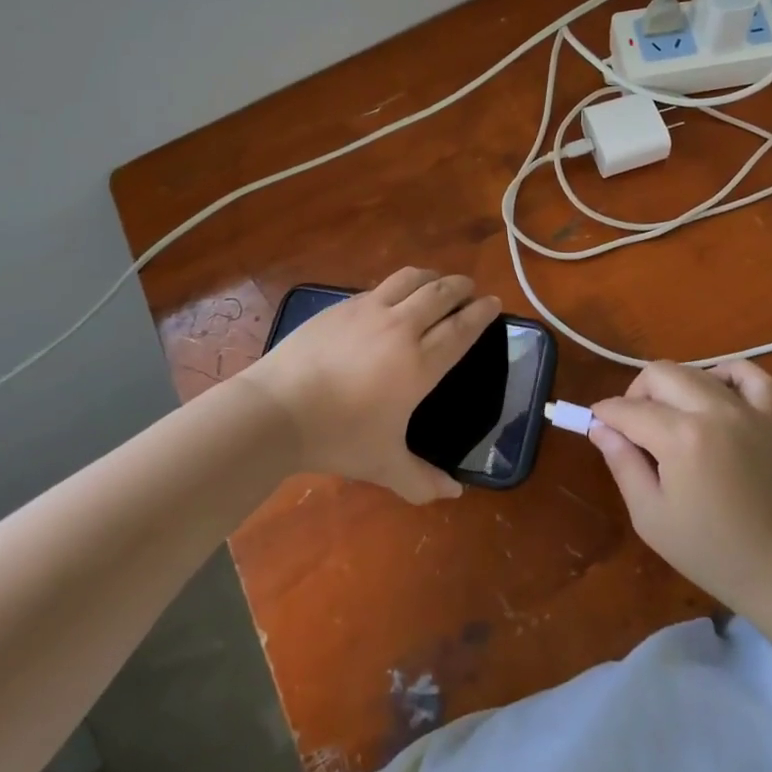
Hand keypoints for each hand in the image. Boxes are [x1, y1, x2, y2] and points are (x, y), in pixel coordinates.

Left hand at [240, 268, 499, 503]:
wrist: (277, 410)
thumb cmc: (338, 438)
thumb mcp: (384, 465)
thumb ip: (422, 480)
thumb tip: (454, 494)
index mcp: (420, 364)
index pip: (461, 328)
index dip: (481, 313)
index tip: (494, 303)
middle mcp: (400, 328)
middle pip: (440, 294)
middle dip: (461, 287)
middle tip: (470, 288)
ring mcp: (368, 312)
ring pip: (409, 280)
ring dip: (431, 277)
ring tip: (436, 282)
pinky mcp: (340, 307)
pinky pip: (378, 288)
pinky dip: (396, 287)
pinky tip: (391, 298)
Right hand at [590, 361, 771, 613]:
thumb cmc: (707, 550)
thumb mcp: (649, 515)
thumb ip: (622, 462)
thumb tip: (600, 427)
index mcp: (681, 437)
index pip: (628, 408)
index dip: (604, 415)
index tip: (595, 427)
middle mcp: (712, 410)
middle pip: (659, 373)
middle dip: (635, 394)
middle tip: (630, 430)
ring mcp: (744, 411)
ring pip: (694, 371)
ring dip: (671, 388)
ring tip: (666, 422)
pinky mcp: (768, 418)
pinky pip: (749, 375)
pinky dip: (727, 373)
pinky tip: (711, 393)